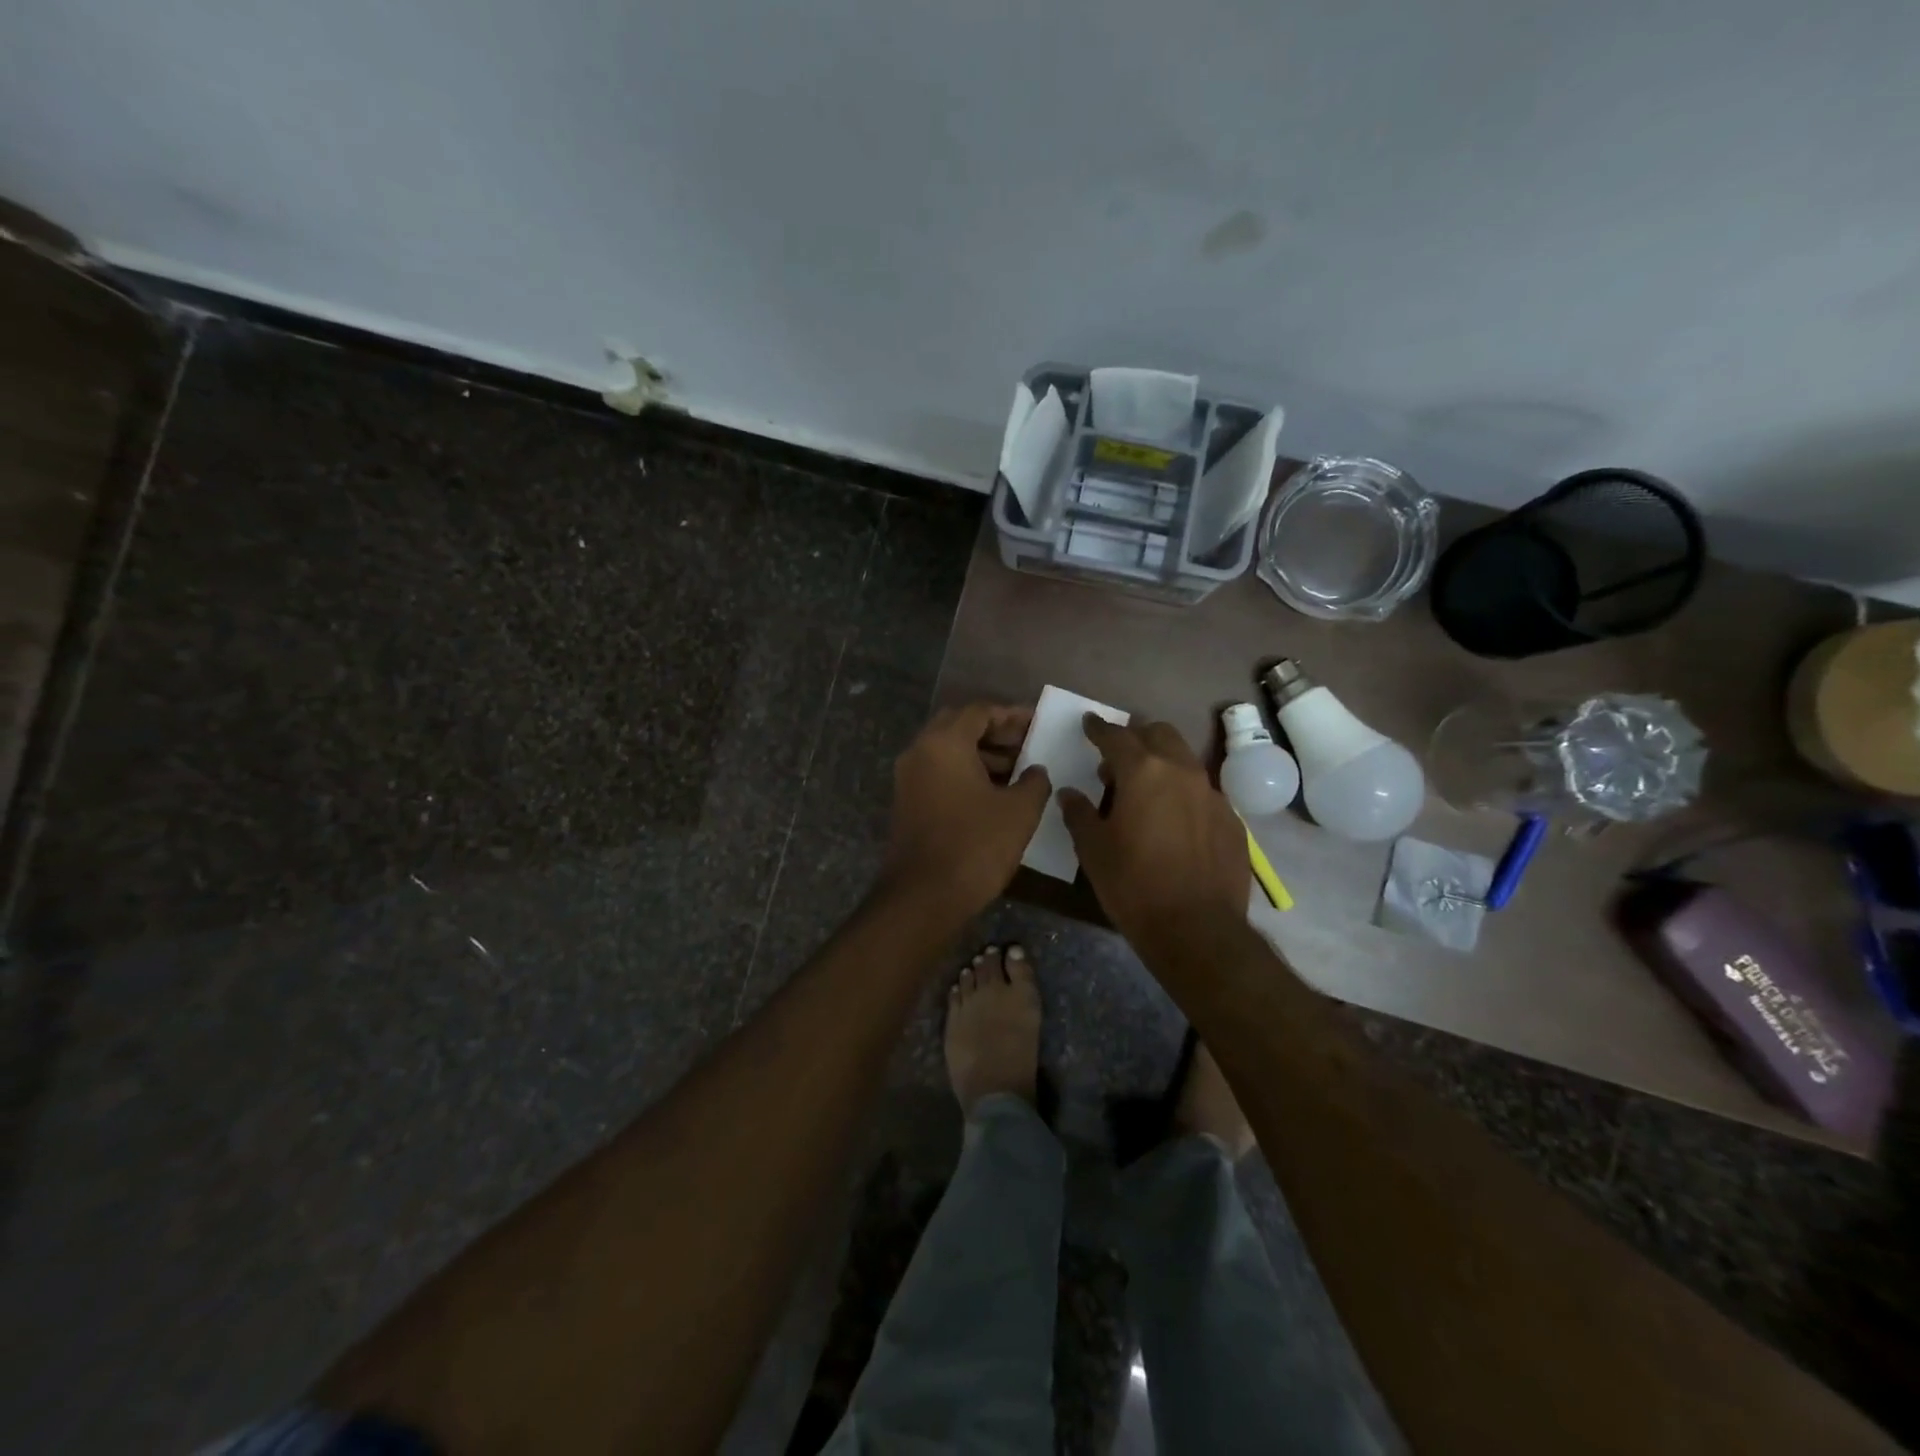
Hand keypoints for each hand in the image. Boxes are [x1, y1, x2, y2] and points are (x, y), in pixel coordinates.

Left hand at [881, 703, 1050, 916]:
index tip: (1038, 724)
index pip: (980, 711)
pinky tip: (994, 794)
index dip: (1012, 715)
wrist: (924, 896)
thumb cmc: (976, 845)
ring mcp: (908, 778)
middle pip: (960, 726)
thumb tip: (1036, 770)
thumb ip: (1034, 781)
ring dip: (982, 755)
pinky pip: (939, 773)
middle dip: (996, 733)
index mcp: (944, 742)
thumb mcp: (1019, 811)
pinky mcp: (907, 802)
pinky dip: (965, 773)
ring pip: (948, 751)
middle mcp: (920, 751)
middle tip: (1027, 745)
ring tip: (1018, 772)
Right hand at [1059, 715, 1248, 950]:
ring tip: (1145, 788)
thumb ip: (1079, 814)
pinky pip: (1203, 793)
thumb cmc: (1133, 885)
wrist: (1197, 930)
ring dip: (1162, 763)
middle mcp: (1182, 771)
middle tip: (1117, 758)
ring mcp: (1213, 794)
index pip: (1116, 736)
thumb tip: (1070, 794)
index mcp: (1143, 772)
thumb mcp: (1093, 850)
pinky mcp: (1232, 820)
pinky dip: (1184, 794)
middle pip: (1159, 734)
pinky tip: (1174, 821)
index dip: (1098, 728)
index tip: (1089, 723)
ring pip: (1185, 760)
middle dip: (1137, 737)